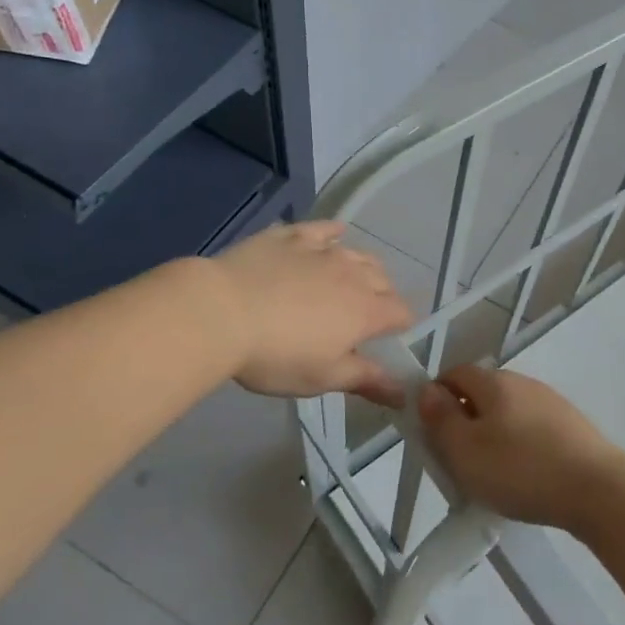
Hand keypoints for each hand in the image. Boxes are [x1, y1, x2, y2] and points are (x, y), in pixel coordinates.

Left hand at [209, 222, 412, 400]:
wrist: (220, 312)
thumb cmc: (275, 355)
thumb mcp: (322, 378)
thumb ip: (366, 380)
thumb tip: (404, 394)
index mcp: (366, 311)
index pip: (401, 313)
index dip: (401, 324)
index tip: (391, 337)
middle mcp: (352, 274)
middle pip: (383, 280)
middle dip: (383, 296)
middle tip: (365, 315)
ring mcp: (322, 251)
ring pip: (358, 253)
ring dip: (363, 267)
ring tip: (353, 280)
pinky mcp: (292, 236)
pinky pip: (322, 229)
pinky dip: (333, 233)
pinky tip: (334, 234)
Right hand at [420, 366, 624, 530]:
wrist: (597, 489)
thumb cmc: (521, 469)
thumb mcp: (465, 451)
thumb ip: (441, 419)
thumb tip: (426, 389)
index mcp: (494, 382)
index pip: (454, 373)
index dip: (436, 397)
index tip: (431, 433)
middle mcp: (523, 382)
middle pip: (482, 392)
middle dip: (464, 419)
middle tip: (457, 460)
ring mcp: (551, 402)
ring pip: (508, 412)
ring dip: (492, 435)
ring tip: (490, 475)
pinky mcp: (571, 425)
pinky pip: (531, 429)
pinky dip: (519, 446)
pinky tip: (524, 476)